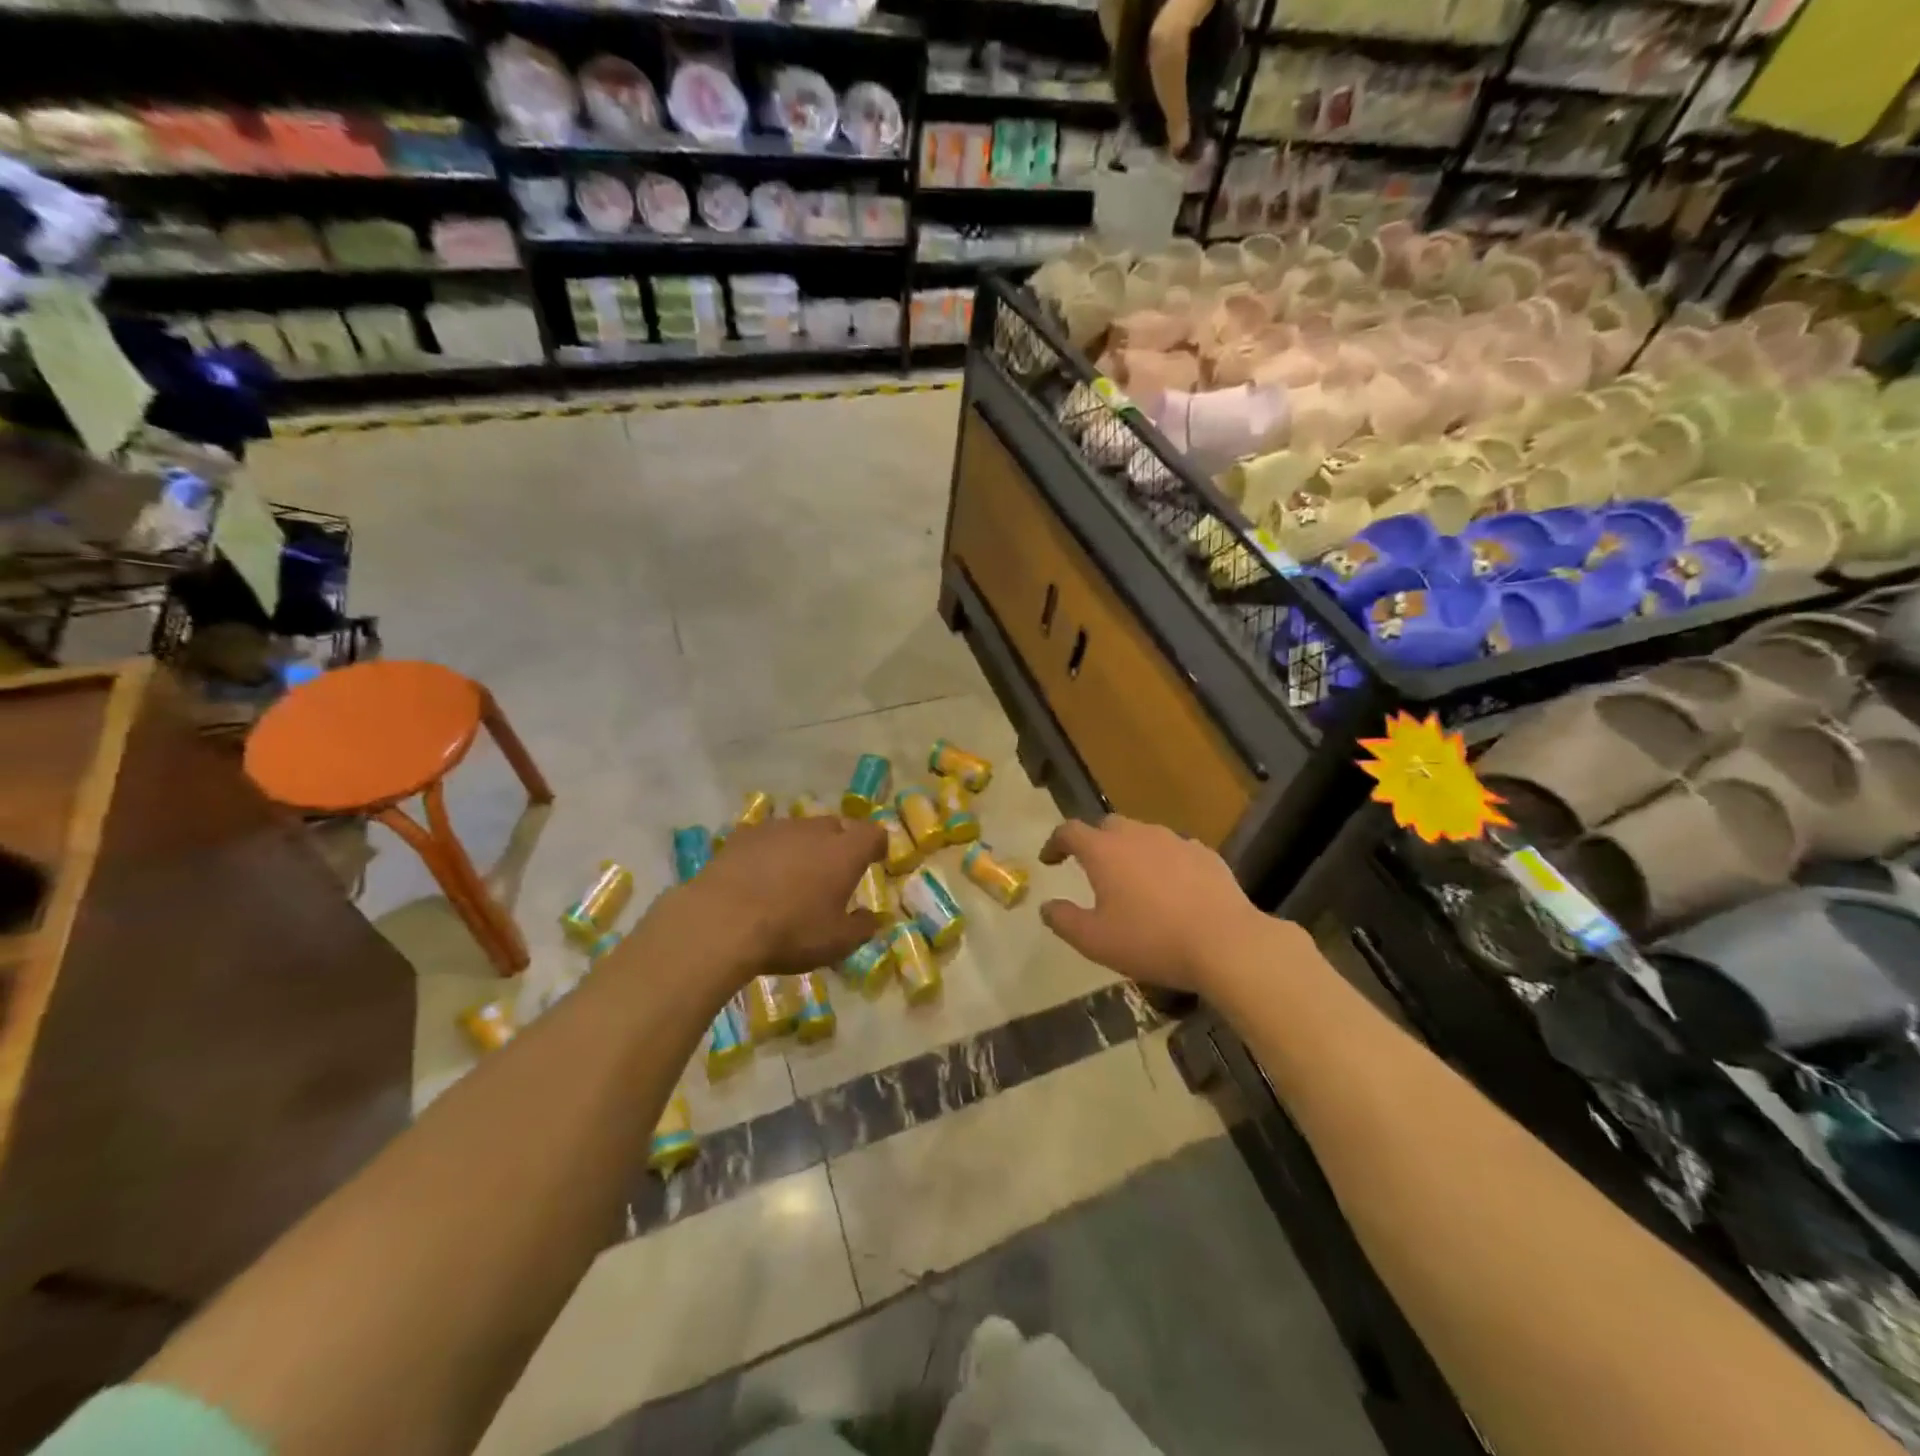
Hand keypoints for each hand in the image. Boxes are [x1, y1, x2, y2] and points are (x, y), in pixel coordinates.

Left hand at [676, 815, 885, 980]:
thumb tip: (873, 917)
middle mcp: (815, 830)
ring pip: (800, 830)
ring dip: (804, 846)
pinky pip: (767, 838)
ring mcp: (777, 828)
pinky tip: (759, 875)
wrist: (720, 921)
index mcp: (845, 852)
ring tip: (793, 875)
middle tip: (833, 872)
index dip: (877, 845)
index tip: (875, 859)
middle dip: (840, 844)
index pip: (873, 833)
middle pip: (837, 826)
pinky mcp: (743, 835)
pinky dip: (771, 851)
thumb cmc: (790, 932)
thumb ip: (862, 928)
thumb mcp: (836, 943)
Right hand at [1037, 816, 1277, 994]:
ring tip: (1134, 881)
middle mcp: (1137, 835)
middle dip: (1095, 843)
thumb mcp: (1095, 941)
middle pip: (1108, 826)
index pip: (1070, 831)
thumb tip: (1047, 907)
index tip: (1050, 860)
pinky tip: (1173, 889)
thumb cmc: (1151, 941)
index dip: (1055, 843)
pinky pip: (1175, 851)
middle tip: (1093, 870)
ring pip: (1144, 836)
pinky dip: (1165, 863)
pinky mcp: (1206, 854)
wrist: (1225, 943)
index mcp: (1104, 851)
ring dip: (1132, 852)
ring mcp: (1175, 841)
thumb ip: (1064, 920)